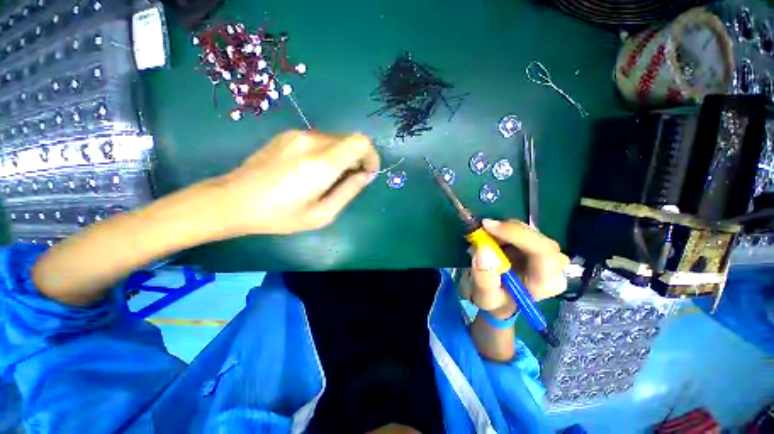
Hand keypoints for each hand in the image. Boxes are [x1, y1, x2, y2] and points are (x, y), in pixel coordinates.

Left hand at [217, 130, 379, 234]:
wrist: (233, 200)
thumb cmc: (280, 215)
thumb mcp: (322, 214)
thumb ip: (349, 191)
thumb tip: (365, 175)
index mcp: (321, 163)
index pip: (361, 142)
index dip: (371, 155)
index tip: (368, 173)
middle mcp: (311, 141)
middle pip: (350, 139)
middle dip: (357, 159)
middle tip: (349, 181)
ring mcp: (297, 135)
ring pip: (336, 139)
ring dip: (342, 156)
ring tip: (329, 178)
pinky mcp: (288, 135)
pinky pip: (320, 139)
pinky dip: (328, 152)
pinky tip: (312, 170)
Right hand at [460, 219, 568, 317]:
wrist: (502, 299)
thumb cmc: (496, 301)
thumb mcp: (485, 297)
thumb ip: (484, 278)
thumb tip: (482, 251)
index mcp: (547, 282)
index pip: (542, 251)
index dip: (516, 234)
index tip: (487, 227)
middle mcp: (555, 266)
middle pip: (536, 237)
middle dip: (506, 231)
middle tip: (481, 230)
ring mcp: (549, 254)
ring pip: (527, 230)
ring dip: (502, 230)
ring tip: (484, 239)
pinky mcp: (538, 245)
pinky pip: (522, 230)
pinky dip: (504, 230)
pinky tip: (493, 239)